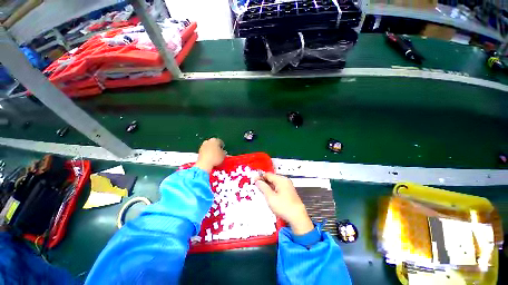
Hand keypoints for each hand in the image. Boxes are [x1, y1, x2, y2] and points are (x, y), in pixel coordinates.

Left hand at [195, 138, 225, 172]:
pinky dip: (207, 153)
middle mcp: (208, 141)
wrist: (204, 164)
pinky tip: (209, 158)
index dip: (222, 146)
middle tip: (219, 152)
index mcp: (215, 140)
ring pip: (208, 146)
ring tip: (214, 156)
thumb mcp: (223, 155)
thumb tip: (222, 152)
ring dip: (211, 150)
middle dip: (216, 147)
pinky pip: (205, 151)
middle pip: (213, 143)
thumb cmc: (215, 158)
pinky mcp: (199, 151)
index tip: (223, 150)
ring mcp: (203, 146)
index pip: (220, 141)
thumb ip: (223, 152)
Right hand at [255, 173, 313, 234]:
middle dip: (264, 181)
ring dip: (268, 185)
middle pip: (272, 178)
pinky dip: (273, 189)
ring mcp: (288, 186)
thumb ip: (263, 187)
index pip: (268, 175)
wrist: (298, 217)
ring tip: (261, 190)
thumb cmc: (284, 207)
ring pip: (275, 183)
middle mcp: (285, 181)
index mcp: (281, 180)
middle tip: (256, 186)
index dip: (260, 177)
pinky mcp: (289, 191)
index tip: (253, 180)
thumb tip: (258, 181)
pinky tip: (269, 194)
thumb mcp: (270, 197)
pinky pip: (279, 187)